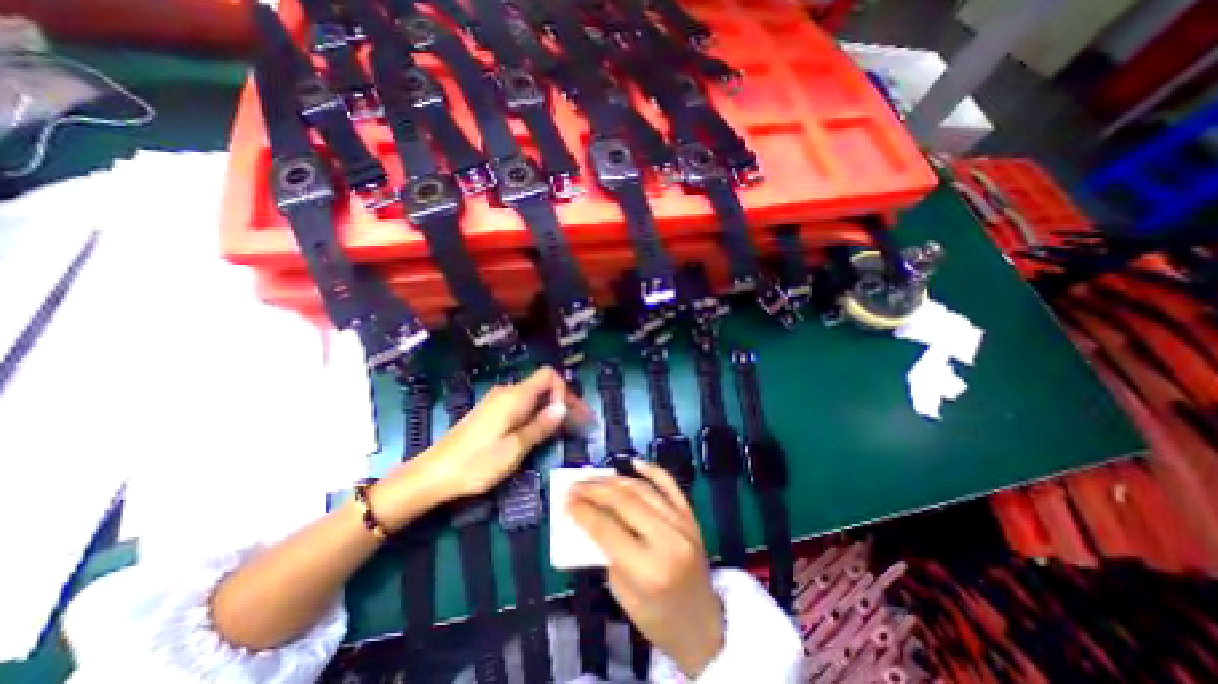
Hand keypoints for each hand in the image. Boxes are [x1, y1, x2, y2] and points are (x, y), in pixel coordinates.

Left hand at [376, 367, 596, 526]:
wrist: (432, 474)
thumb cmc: (477, 463)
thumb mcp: (515, 448)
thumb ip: (541, 425)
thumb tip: (562, 407)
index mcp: (515, 396)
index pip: (549, 375)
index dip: (563, 390)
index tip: (568, 415)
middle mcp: (507, 393)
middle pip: (543, 386)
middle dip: (563, 401)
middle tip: (580, 423)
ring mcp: (497, 402)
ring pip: (533, 397)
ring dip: (551, 409)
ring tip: (564, 429)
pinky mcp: (491, 413)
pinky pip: (522, 406)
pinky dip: (536, 415)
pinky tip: (540, 431)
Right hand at [569, 458, 725, 676]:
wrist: (703, 626)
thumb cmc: (657, 618)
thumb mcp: (622, 593)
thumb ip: (606, 552)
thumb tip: (591, 516)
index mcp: (647, 569)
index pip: (606, 529)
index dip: (583, 511)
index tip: (566, 500)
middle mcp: (666, 540)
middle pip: (624, 502)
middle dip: (595, 490)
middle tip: (576, 484)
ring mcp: (682, 524)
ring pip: (643, 489)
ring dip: (615, 480)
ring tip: (595, 477)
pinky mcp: (691, 516)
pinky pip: (670, 485)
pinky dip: (652, 471)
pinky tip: (634, 463)